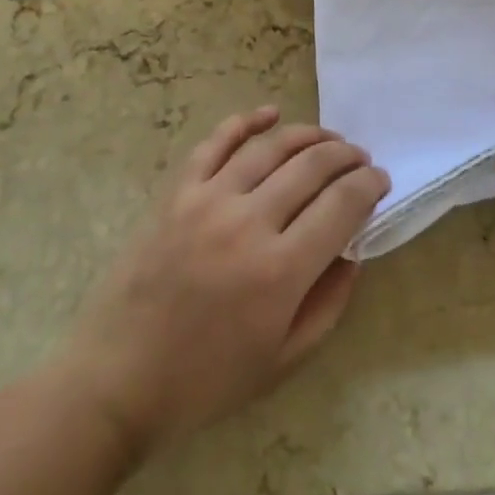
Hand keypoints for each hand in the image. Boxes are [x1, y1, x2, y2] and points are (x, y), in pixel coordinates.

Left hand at [59, 107, 388, 457]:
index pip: (342, 204)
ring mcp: (208, 200)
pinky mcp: (177, 192)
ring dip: (309, 135)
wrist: (115, 381)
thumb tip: (353, 250)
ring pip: (271, 147)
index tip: (380, 181)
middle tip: (360, 159)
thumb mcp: (283, 361)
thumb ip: (329, 302)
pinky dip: (246, 121)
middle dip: (346, 156)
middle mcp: (248, 223)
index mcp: (280, 271)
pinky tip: (270, 113)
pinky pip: (216, 142)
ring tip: (328, 140)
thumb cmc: (204, 382)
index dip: (369, 185)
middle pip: (313, 166)